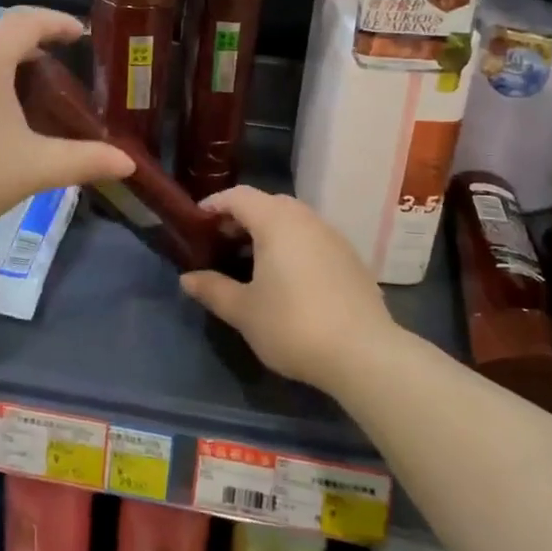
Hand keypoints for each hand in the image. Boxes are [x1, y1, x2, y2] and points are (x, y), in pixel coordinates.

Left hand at [0, 8, 134, 245]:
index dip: (60, 23)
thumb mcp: (32, 168)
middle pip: (3, 34)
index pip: (31, 20)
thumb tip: (128, 162)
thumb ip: (84, 160)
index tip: (81, 35)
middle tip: (63, 76)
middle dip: (36, 48)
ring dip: (7, 66)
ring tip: (30, 97)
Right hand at [180, 186, 398, 392]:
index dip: (214, 205)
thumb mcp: (244, 311)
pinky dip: (293, 246)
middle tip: (221, 243)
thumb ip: (213, 289)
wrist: (364, 354)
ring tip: (252, 262)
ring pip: (293, 221)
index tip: (196, 223)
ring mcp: (333, 237)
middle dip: (241, 218)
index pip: (239, 196)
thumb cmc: (293, 325)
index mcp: (276, 221)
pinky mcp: (351, 259)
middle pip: (268, 204)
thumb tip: (187, 279)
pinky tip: (288, 279)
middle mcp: (306, 219)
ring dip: (269, 232)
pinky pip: (313, 239)